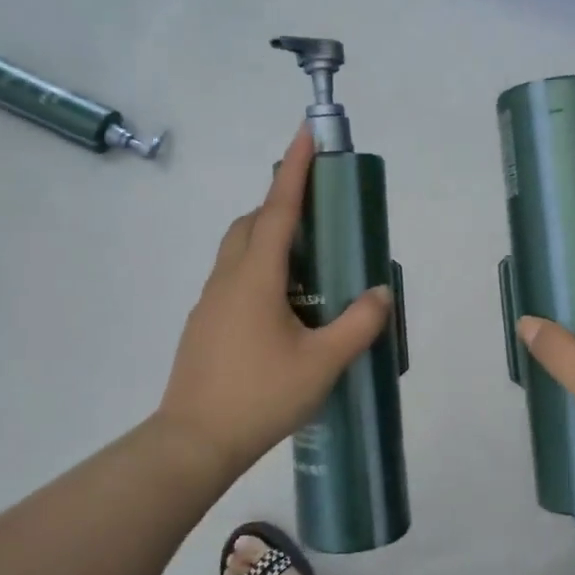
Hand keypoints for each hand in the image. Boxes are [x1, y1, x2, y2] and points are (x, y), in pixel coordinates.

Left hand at [156, 128, 393, 482]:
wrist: (193, 442)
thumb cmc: (260, 396)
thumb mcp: (322, 363)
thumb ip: (358, 324)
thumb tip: (381, 293)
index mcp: (255, 277)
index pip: (278, 208)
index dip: (294, 168)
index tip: (306, 132)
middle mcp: (228, 278)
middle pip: (252, 222)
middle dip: (281, 202)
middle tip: (318, 211)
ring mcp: (210, 301)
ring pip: (238, 249)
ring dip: (268, 236)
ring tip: (307, 261)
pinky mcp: (204, 323)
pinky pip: (233, 276)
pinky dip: (258, 267)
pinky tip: (283, 304)